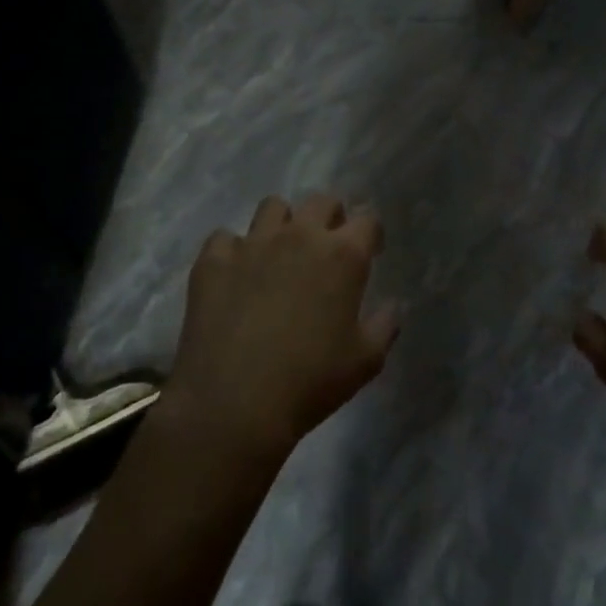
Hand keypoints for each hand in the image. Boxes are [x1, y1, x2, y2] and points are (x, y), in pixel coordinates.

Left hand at [170, 194, 396, 459]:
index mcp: (342, 255)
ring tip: (279, 254)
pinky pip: (225, 238)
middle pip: (322, 201)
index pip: (368, 220)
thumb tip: (392, 306)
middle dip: (330, 217)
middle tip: (326, 247)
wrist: (233, 404)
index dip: (370, 234)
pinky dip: (233, 251)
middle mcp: (299, 236)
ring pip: (273, 207)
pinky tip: (235, 276)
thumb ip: (385, 325)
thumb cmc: (310, 383)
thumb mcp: (365, 361)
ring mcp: (252, 243)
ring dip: (282, 224)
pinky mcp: (213, 259)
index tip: (369, 251)